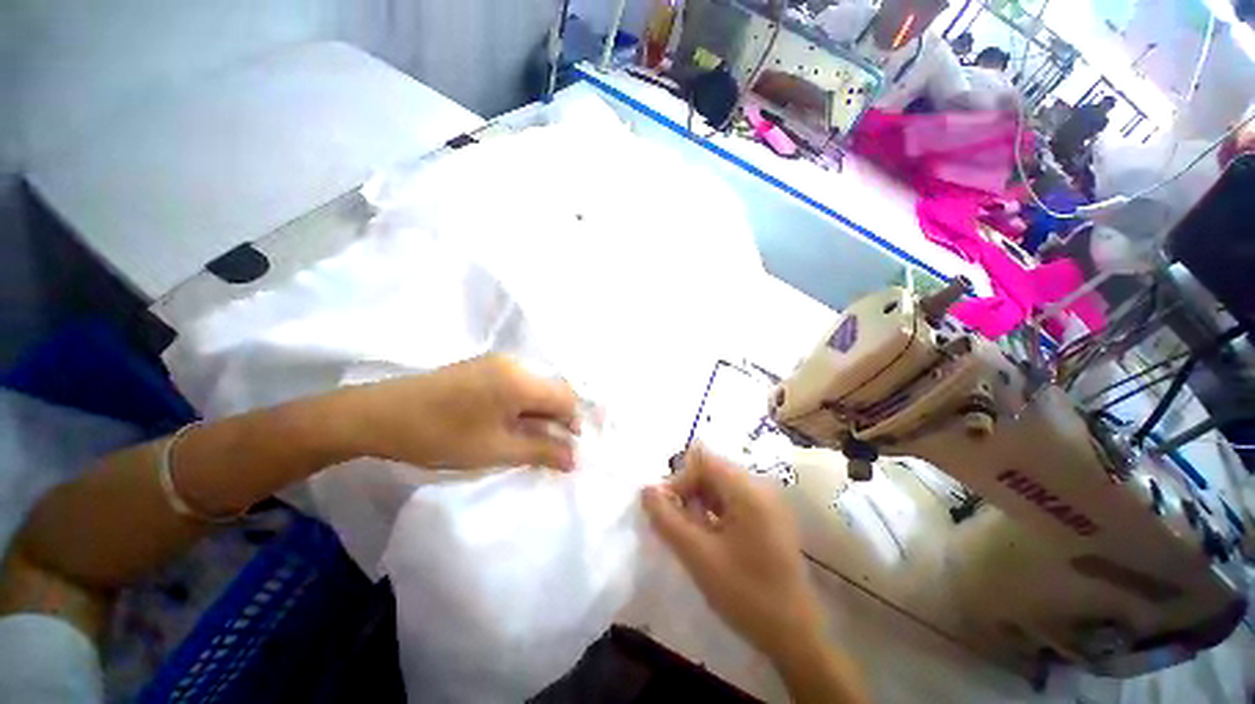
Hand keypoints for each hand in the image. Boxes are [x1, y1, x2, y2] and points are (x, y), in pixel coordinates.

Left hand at [343, 354, 579, 470]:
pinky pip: (516, 383)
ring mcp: (496, 362)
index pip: (566, 397)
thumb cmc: (440, 435)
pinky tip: (505, 422)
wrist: (377, 415)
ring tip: (523, 438)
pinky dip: (520, 404)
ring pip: (534, 388)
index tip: (566, 448)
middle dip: (555, 419)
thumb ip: (541, 451)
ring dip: (537, 413)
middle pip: (551, 390)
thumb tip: (574, 458)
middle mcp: (514, 363)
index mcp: (521, 380)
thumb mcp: (495, 449)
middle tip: (544, 447)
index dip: (572, 423)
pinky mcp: (481, 366)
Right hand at [641, 446, 826, 660]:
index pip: (703, 460)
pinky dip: (713, 513)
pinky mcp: (767, 518)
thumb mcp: (698, 556)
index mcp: (747, 489)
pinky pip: (732, 501)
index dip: (679, 479)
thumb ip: (666, 519)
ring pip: (720, 486)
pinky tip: (709, 540)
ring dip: (699, 503)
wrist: (794, 636)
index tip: (666, 510)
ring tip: (692, 536)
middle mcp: (759, 486)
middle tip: (676, 526)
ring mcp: (766, 502)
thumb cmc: (745, 594)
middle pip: (712, 471)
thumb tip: (646, 489)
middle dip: (688, 492)